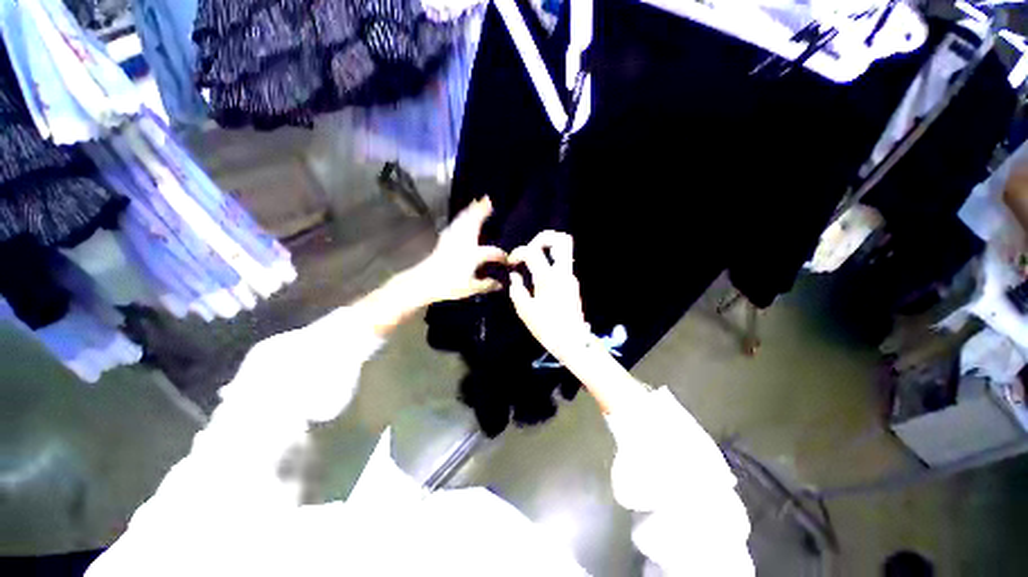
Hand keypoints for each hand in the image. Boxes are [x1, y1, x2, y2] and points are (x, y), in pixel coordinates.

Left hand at [409, 196, 507, 305]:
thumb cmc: (449, 285)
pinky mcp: (444, 241)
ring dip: (470, 211)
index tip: (506, 259)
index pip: (491, 252)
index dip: (500, 255)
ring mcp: (452, 240)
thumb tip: (500, 285)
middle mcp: (463, 243)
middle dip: (481, 212)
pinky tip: (461, 218)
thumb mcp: (471, 288)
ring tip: (476, 203)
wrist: (425, 281)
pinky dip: (460, 218)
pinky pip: (455, 225)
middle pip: (474, 224)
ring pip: (463, 221)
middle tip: (488, 201)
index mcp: (473, 255)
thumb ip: (486, 285)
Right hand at [508, 231, 590, 362]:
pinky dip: (550, 260)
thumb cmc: (546, 328)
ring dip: (548, 248)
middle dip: (543, 237)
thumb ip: (517, 289)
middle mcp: (563, 272)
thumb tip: (515, 275)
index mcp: (548, 278)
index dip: (518, 252)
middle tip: (529, 248)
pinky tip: (539, 274)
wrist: (572, 341)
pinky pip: (562, 262)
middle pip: (562, 239)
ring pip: (565, 249)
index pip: (532, 251)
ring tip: (533, 259)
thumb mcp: (525, 310)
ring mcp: (570, 276)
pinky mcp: (573, 282)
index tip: (511, 262)